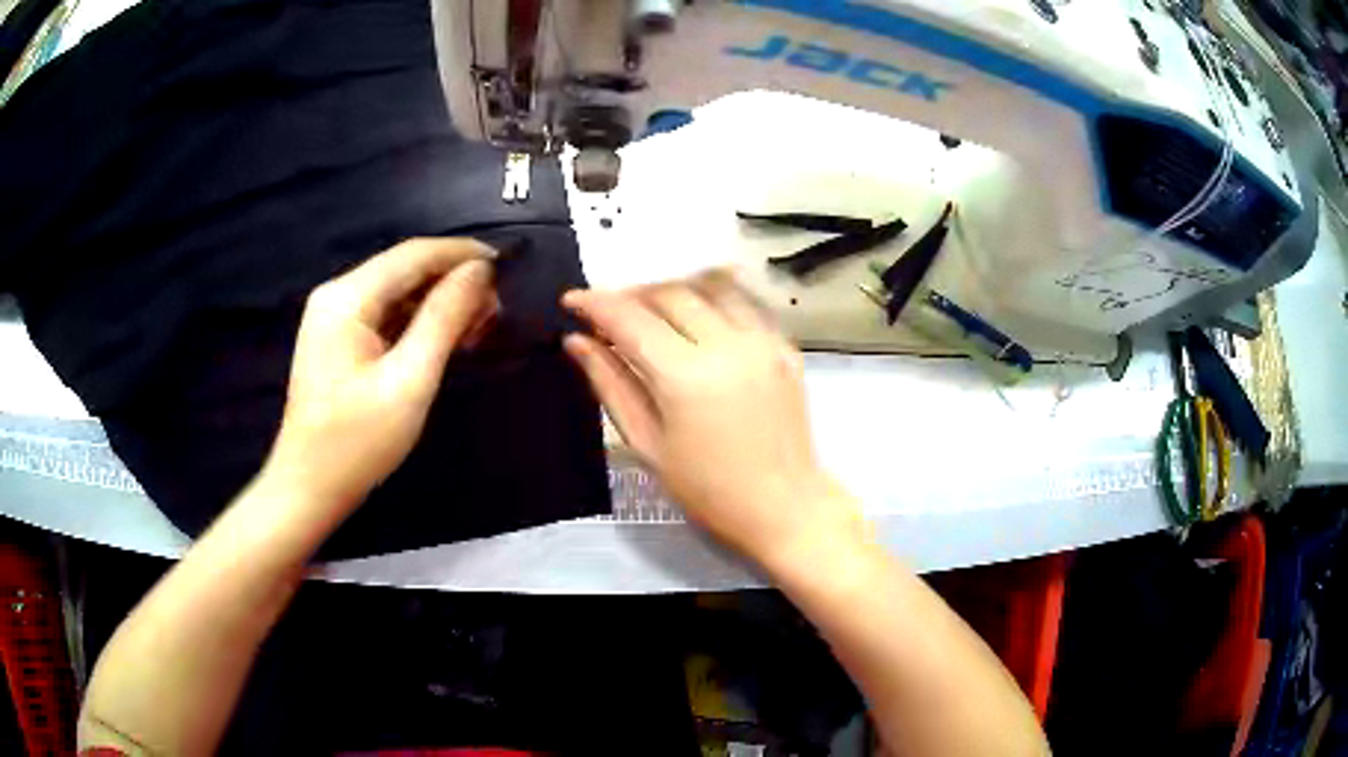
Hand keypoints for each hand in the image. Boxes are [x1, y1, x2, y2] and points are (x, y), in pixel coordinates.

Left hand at [265, 238, 497, 514]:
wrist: (309, 489)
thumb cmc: (356, 442)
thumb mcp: (409, 380)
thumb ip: (444, 318)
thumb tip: (480, 271)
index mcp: (347, 297)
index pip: (414, 253)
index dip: (463, 254)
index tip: (509, 267)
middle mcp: (337, 295)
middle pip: (405, 269)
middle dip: (454, 281)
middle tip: (498, 310)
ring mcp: (335, 317)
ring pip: (398, 292)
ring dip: (440, 303)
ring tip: (480, 327)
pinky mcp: (339, 340)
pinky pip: (387, 315)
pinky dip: (419, 322)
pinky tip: (447, 340)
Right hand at [562, 276, 862, 566]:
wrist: (784, 506)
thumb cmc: (708, 490)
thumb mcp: (647, 444)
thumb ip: (610, 384)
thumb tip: (576, 341)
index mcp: (686, 376)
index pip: (630, 318)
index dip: (595, 303)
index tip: (571, 301)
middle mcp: (727, 345)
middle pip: (668, 293)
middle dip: (630, 295)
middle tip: (609, 317)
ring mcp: (762, 341)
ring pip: (709, 285)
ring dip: (671, 291)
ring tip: (651, 314)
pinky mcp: (784, 346)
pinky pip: (742, 303)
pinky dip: (711, 300)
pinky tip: (696, 322)